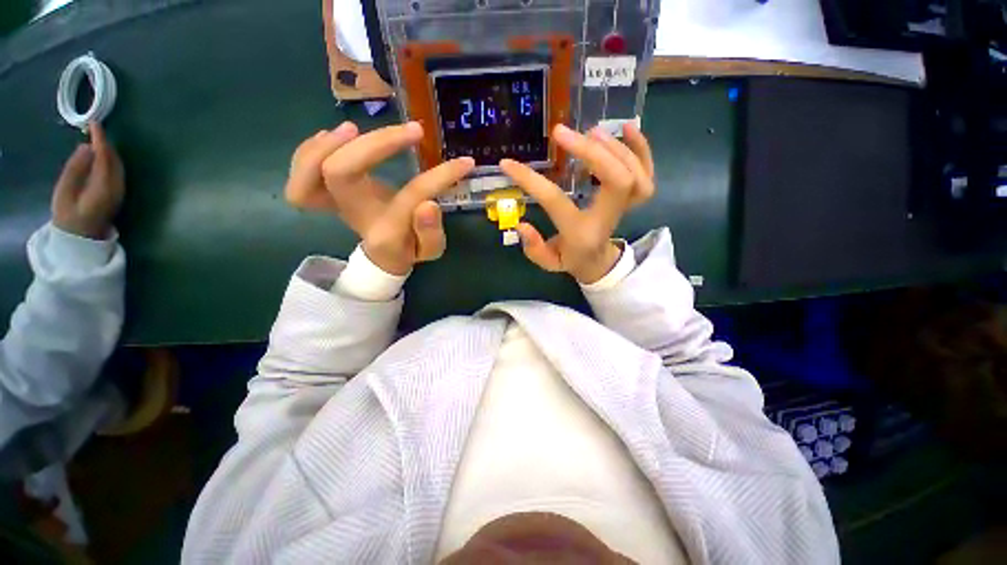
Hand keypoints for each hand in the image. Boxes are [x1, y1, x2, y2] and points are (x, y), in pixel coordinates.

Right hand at [51, 122, 124, 239]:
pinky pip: (116, 170)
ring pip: (117, 165)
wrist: (80, 239)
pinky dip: (109, 159)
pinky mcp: (118, 193)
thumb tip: (86, 148)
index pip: (105, 157)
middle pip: (114, 160)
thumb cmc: (68, 217)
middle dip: (104, 143)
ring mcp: (120, 191)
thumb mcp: (64, 192)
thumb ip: (75, 169)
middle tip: (93, 127)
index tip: (94, 124)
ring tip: (95, 136)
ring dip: (108, 150)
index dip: (100, 140)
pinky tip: (100, 153)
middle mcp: (117, 188)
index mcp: (103, 187)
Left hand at [285, 121, 474, 274]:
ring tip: (355, 129)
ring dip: (328, 144)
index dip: (439, 177)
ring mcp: (335, 202)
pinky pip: (302, 171)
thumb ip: (431, 232)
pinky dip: (311, 148)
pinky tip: (334, 136)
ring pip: (307, 173)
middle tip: (410, 133)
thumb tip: (429, 204)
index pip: (411, 196)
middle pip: (339, 173)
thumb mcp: (430, 249)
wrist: (383, 254)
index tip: (463, 163)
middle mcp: (354, 214)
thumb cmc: (409, 249)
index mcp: (386, 230)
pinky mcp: (327, 191)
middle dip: (372, 145)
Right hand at [499, 123, 654, 283]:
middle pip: (615, 179)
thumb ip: (534, 248)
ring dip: (613, 146)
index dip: (531, 181)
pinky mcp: (632, 197)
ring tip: (589, 131)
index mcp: (581, 232)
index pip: (556, 201)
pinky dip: (641, 148)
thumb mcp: (548, 261)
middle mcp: (607, 217)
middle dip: (591, 152)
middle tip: (561, 134)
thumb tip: (520, 224)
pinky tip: (628, 128)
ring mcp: (625, 206)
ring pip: (634, 173)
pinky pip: (647, 172)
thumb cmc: (570, 259)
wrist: (598, 261)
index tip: (508, 164)